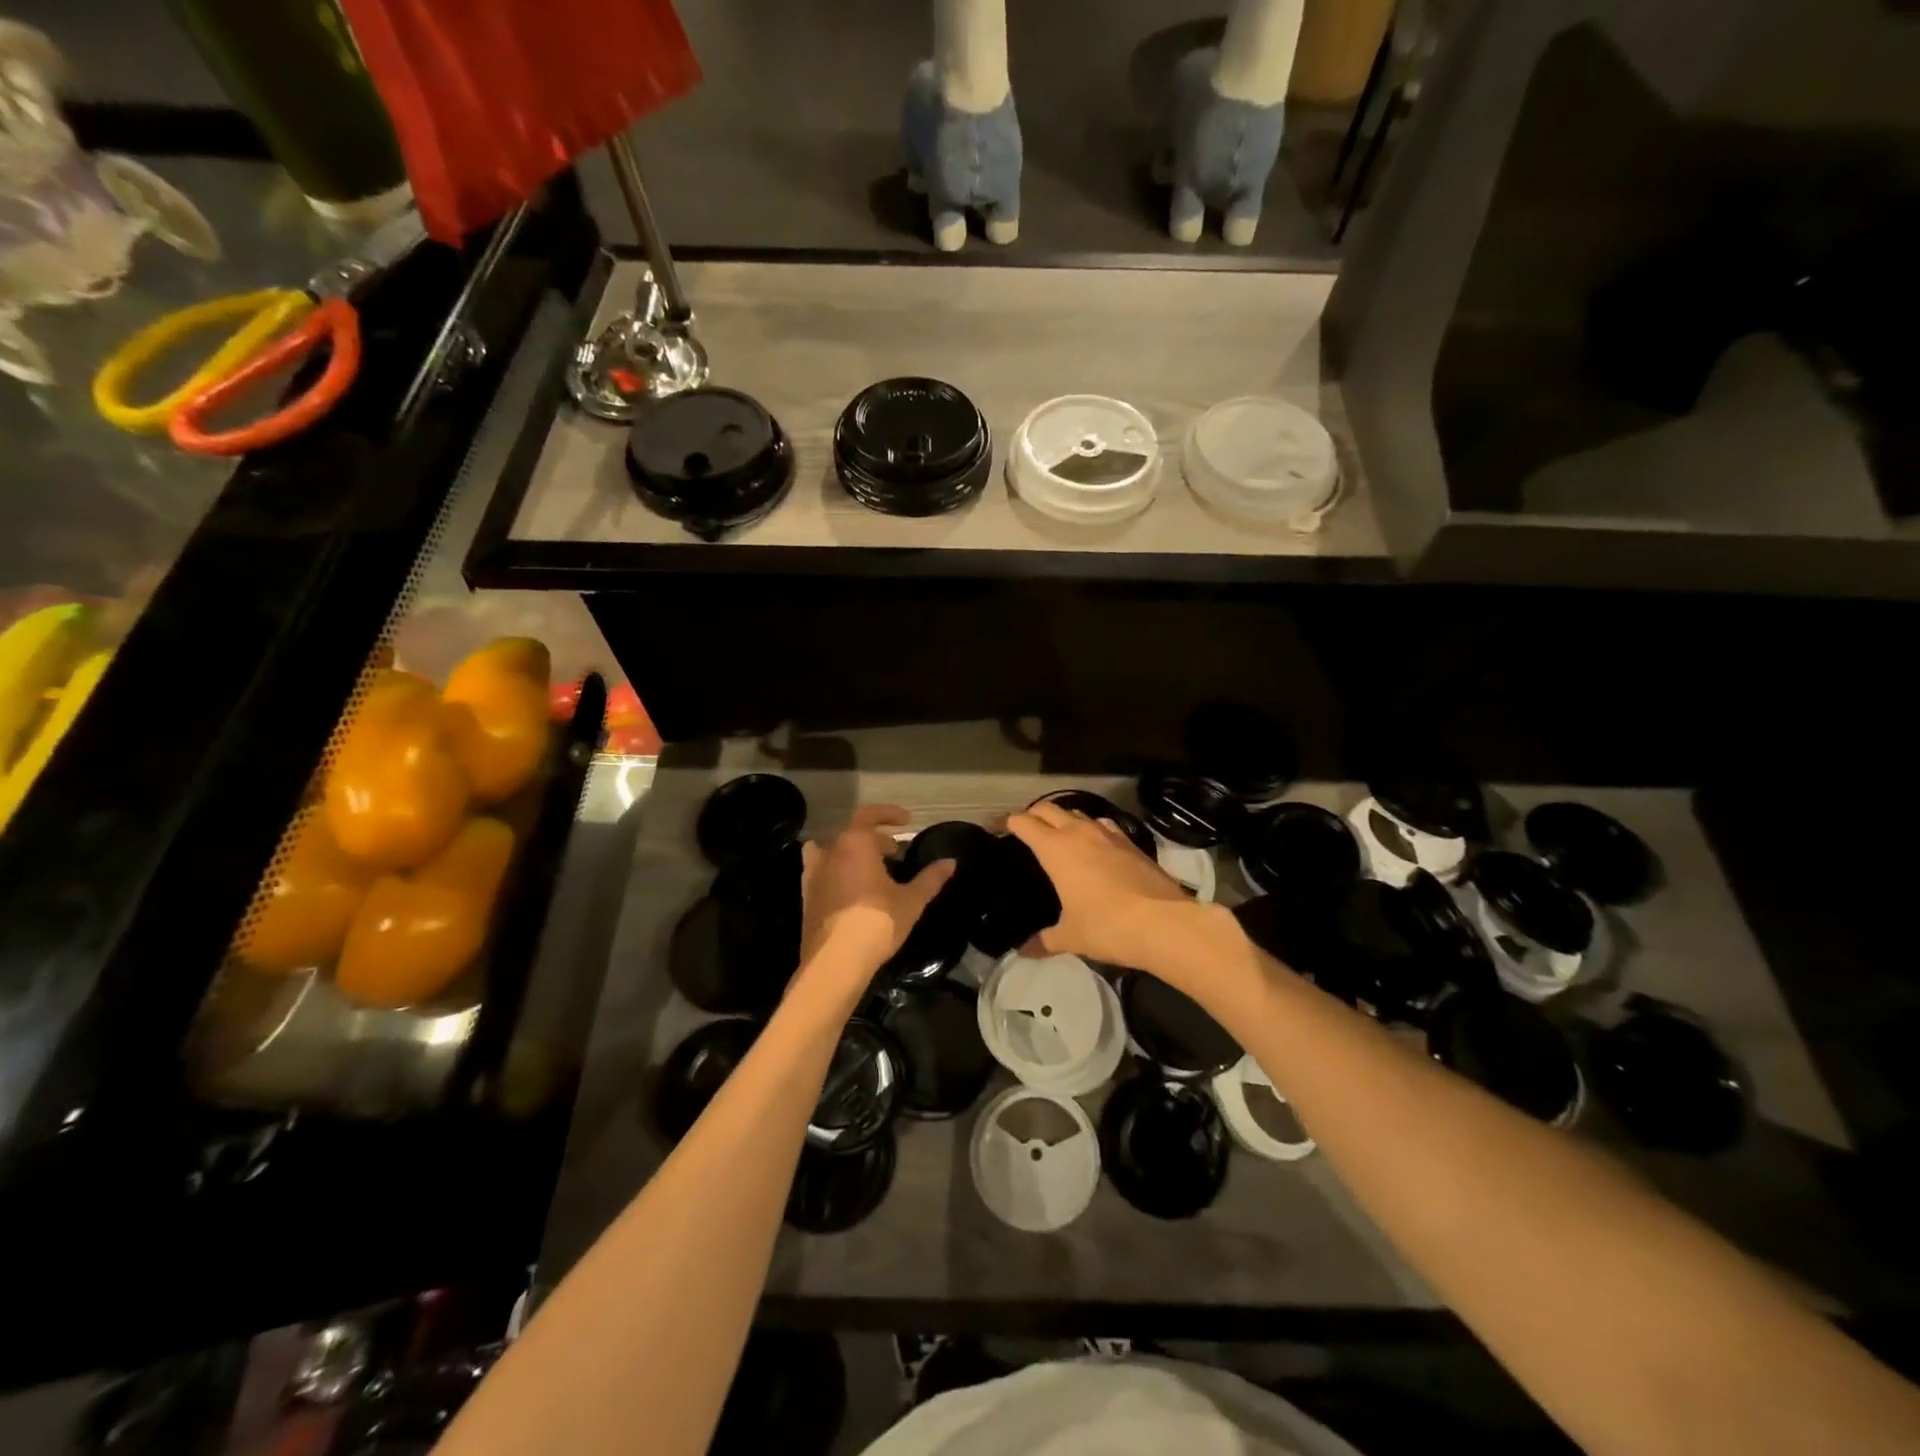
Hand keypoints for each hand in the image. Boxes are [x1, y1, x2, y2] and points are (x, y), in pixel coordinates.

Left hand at [800, 805, 954, 985]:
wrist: (836, 960)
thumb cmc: (877, 922)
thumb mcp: (911, 900)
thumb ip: (930, 878)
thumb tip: (951, 862)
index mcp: (855, 843)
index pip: (869, 815)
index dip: (889, 814)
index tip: (907, 821)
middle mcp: (830, 852)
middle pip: (852, 834)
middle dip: (875, 838)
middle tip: (895, 852)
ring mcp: (814, 874)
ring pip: (833, 852)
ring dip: (852, 854)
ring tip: (870, 869)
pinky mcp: (807, 897)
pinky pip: (821, 872)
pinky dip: (836, 872)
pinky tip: (849, 889)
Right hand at [1006, 801, 1192, 967]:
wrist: (1163, 922)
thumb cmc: (1106, 926)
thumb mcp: (1070, 936)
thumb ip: (1044, 940)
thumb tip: (1023, 951)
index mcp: (1055, 849)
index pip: (1024, 823)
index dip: (1007, 822)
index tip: (997, 827)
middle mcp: (1079, 833)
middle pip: (1049, 809)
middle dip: (1033, 814)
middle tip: (1024, 827)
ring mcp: (1109, 835)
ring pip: (1079, 813)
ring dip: (1065, 818)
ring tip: (1058, 833)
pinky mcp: (1132, 843)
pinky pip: (1104, 826)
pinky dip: (1092, 829)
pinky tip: (1096, 844)